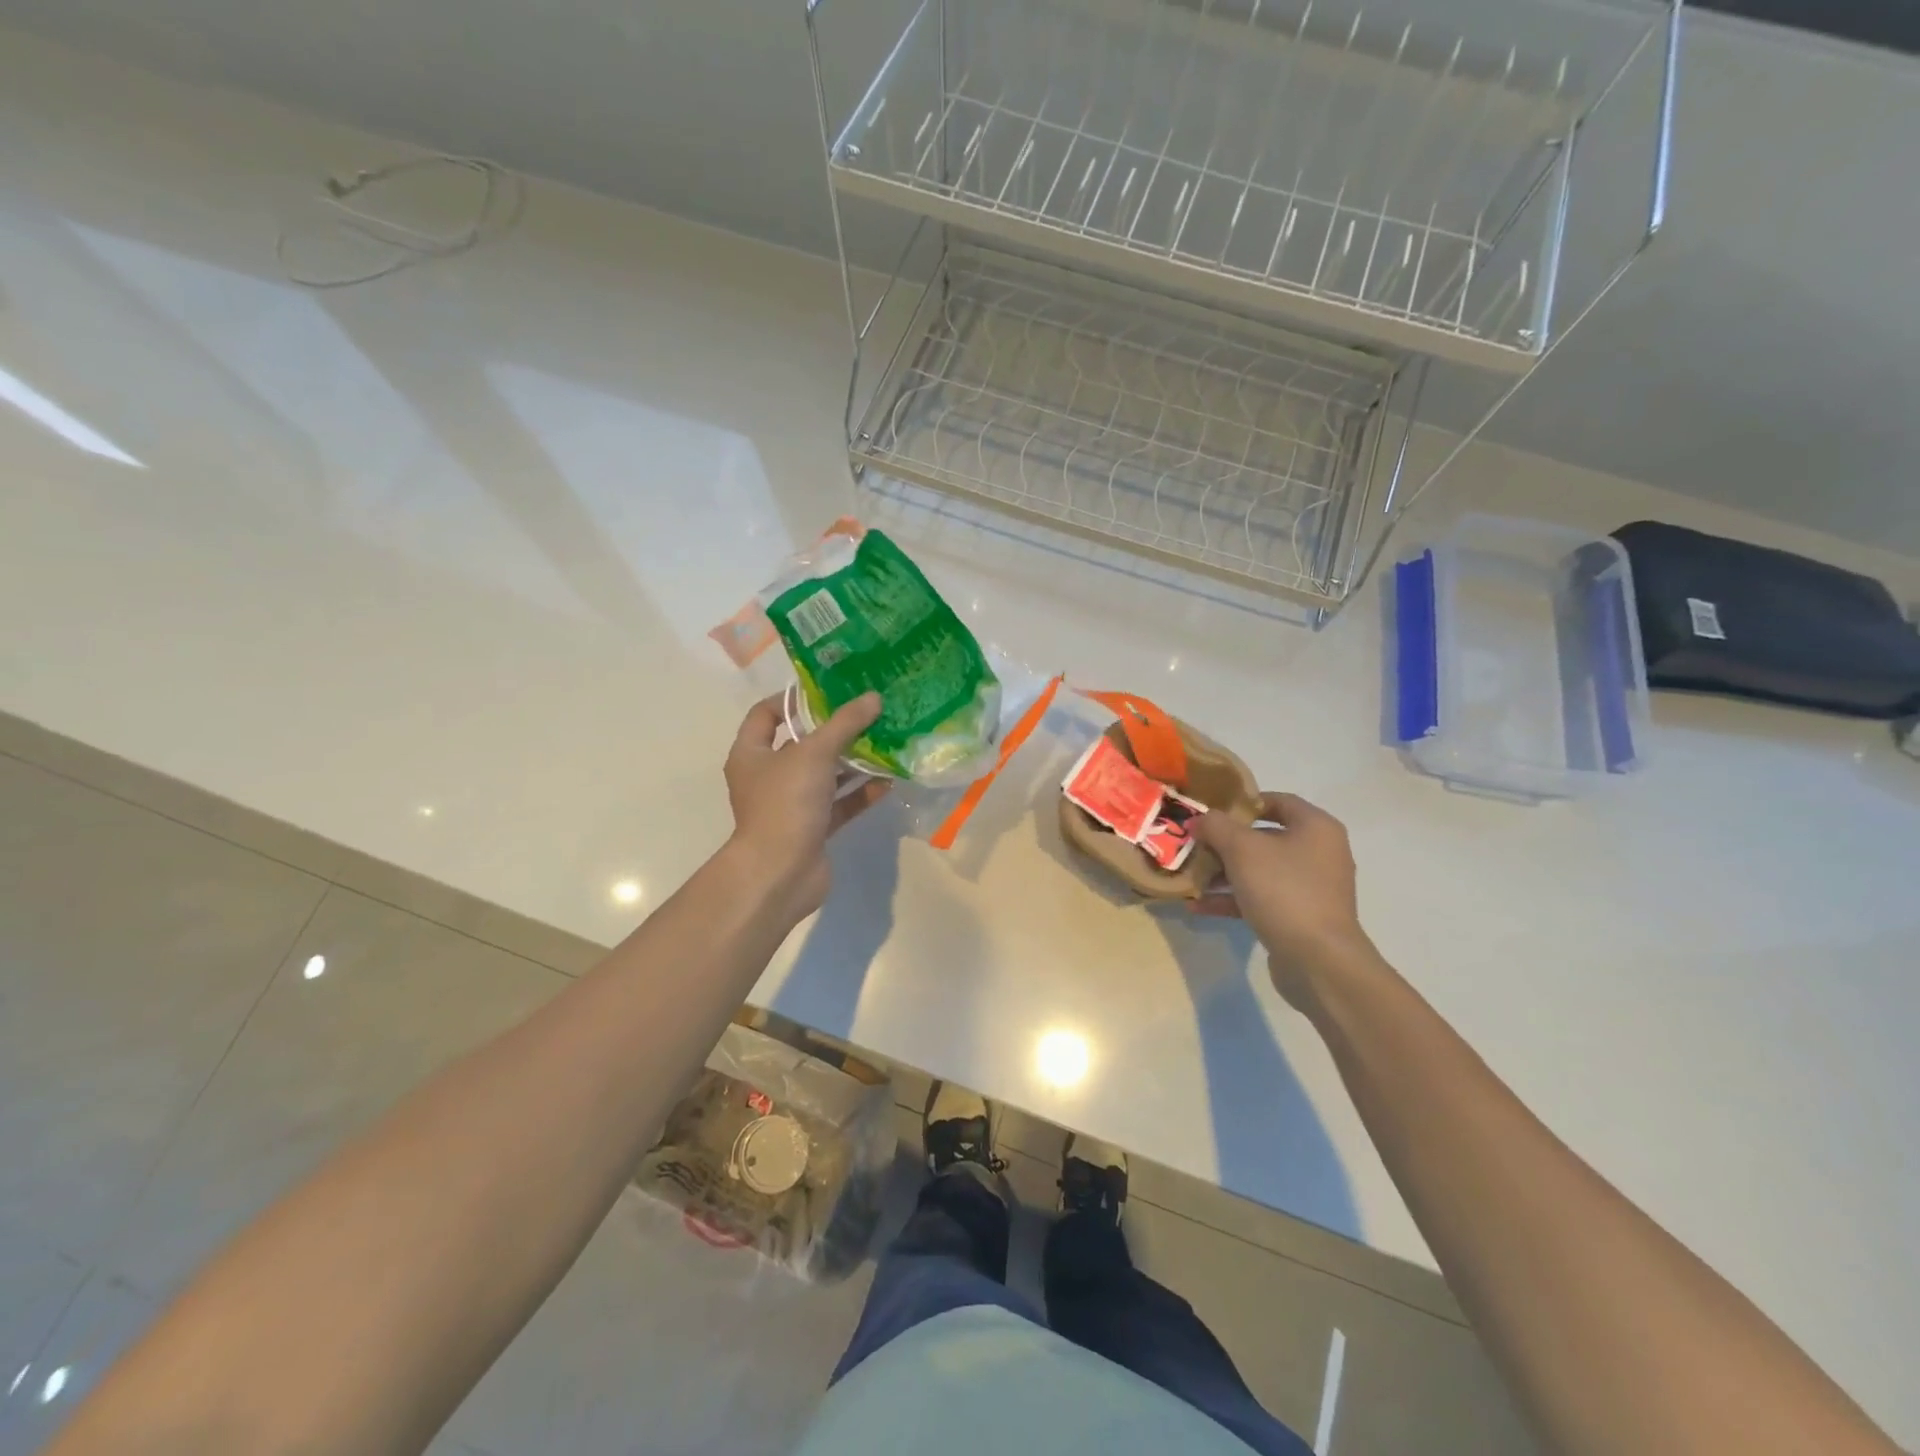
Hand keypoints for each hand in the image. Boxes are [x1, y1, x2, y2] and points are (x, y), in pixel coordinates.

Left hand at [723, 692, 890, 920]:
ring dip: (853, 761)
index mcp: (752, 754)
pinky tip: (889, 780)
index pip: (766, 714)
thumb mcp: (814, 753)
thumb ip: (844, 724)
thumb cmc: (785, 803)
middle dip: (835, 730)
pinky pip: (840, 804)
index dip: (793, 699)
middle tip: (868, 714)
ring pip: (825, 775)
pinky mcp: (812, 829)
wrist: (780, 874)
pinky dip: (861, 793)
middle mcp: (768, 777)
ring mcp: (791, 805)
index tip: (828, 691)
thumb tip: (873, 698)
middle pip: (802, 744)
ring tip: (886, 742)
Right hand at [1191, 792, 1373, 1005]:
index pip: (1277, 800)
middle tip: (1194, 846)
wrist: (1318, 960)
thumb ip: (1216, 826)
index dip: (1242, 802)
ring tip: (1191, 878)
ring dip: (1223, 873)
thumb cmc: (1284, 890)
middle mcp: (1319, 853)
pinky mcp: (1300, 917)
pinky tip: (1199, 906)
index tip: (1210, 812)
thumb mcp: (1241, 849)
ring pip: (1259, 870)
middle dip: (1225, 842)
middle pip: (1264, 837)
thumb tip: (1201, 820)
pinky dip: (1233, 899)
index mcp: (1315, 827)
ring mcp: (1311, 888)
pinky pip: (1261, 898)